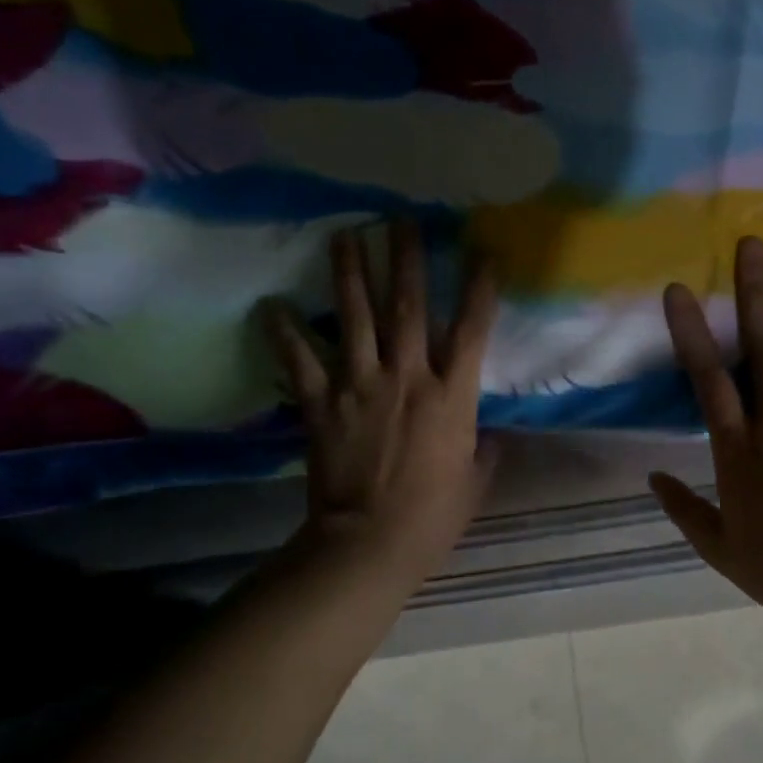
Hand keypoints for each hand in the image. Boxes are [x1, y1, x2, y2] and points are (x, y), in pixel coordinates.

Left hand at [265, 221, 497, 584]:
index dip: (479, 290)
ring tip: (345, 236)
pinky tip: (271, 305)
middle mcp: (408, 378)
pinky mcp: (321, 404)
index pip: (471, 331)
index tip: (482, 253)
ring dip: (350, 275)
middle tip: (401, 220)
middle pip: (408, 308)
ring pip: (356, 319)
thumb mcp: (474, 481)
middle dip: (406, 260)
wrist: (371, 542)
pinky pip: (301, 362)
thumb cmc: (434, 515)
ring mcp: (360, 386)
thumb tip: (491, 434)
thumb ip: (484, 449)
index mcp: (451, 396)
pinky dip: (285, 333)